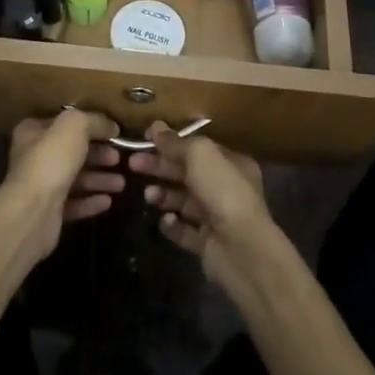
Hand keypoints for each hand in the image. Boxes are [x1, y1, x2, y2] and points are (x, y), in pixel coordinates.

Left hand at [2, 109, 124, 266]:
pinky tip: (108, 201)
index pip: (64, 123)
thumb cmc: (51, 161)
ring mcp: (41, 186)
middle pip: (72, 152)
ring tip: (121, 183)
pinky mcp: (48, 212)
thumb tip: (111, 126)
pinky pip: (74, 203)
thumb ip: (94, 120)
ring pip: (75, 178)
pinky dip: (91, 201)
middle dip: (98, 155)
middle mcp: (34, 157)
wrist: (32, 213)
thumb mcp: (75, 126)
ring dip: (99, 179)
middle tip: (120, 158)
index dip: (90, 125)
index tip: (114, 132)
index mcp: (33, 132)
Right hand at [129, 122, 275, 287]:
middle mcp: (227, 188)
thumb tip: (155, 126)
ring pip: (184, 201)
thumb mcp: (200, 155)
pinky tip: (165, 220)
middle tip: (133, 164)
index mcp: (232, 163)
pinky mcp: (207, 244)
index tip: (146, 140)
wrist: (241, 248)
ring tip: (149, 196)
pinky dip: (172, 225)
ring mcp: (217, 218)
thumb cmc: (223, 191)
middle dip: (160, 167)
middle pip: (187, 173)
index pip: (198, 149)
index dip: (172, 143)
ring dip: (164, 195)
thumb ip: (176, 142)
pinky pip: (184, 231)